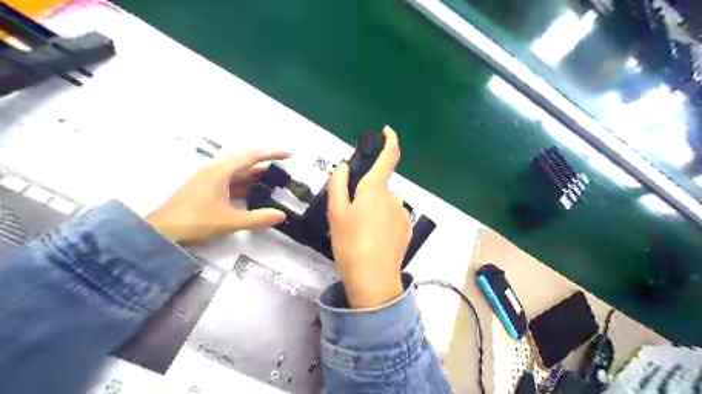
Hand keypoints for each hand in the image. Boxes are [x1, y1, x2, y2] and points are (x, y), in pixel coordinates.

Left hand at [146, 150, 288, 243]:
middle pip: (245, 164)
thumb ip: (259, 218)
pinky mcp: (205, 189)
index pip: (251, 156)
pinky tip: (253, 196)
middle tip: (283, 174)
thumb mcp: (231, 221)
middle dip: (265, 167)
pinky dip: (244, 187)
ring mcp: (208, 180)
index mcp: (221, 172)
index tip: (289, 154)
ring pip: (237, 174)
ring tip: (273, 185)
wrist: (161, 232)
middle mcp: (214, 171)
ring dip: (255, 178)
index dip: (272, 153)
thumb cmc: (196, 221)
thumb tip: (282, 215)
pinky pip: (230, 183)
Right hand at [328, 126, 411, 307]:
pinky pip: (393, 217)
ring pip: (385, 203)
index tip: (387, 132)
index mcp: (376, 189)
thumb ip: (339, 184)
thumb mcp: (336, 212)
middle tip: (351, 215)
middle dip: (367, 194)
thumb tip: (345, 167)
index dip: (390, 141)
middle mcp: (394, 197)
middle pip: (380, 187)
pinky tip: (374, 240)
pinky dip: (383, 222)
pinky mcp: (407, 229)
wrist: (373, 278)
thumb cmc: (350, 242)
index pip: (389, 157)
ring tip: (361, 232)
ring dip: (374, 210)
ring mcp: (403, 214)